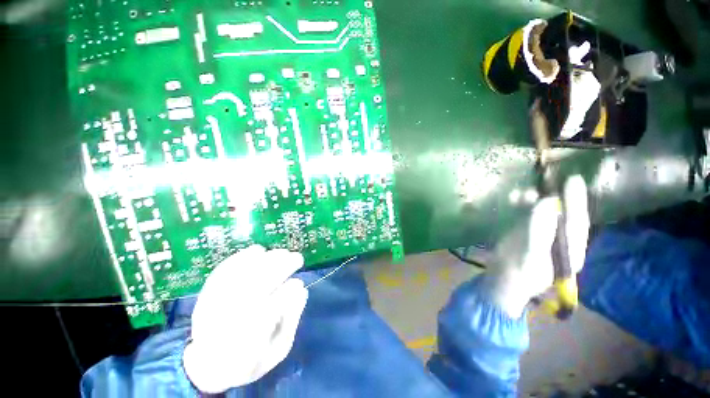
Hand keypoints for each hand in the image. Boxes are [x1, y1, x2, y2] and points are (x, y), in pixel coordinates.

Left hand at [183, 245, 307, 392]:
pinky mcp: (205, 296)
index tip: (299, 283)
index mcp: (247, 346)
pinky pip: (222, 271)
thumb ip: (291, 320)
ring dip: (264, 260)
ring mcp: (213, 308)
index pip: (267, 314)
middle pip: (254, 289)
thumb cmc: (250, 360)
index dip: (286, 295)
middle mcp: (227, 324)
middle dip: (280, 268)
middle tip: (297, 258)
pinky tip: (258, 250)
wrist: (207, 365)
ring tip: (282, 252)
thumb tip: (301, 289)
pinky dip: (241, 257)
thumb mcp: (278, 350)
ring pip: (240, 276)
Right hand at [486, 175, 589, 317]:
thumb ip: (539, 230)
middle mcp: (558, 241)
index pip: (577, 223)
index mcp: (568, 250)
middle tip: (551, 180)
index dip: (576, 201)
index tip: (573, 181)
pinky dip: (519, 206)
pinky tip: (513, 198)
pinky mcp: (524, 235)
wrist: (499, 283)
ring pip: (543, 214)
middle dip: (557, 198)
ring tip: (524, 191)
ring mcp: (540, 237)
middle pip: (562, 215)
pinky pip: (525, 216)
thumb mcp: (529, 254)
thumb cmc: (517, 274)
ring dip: (534, 200)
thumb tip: (547, 202)